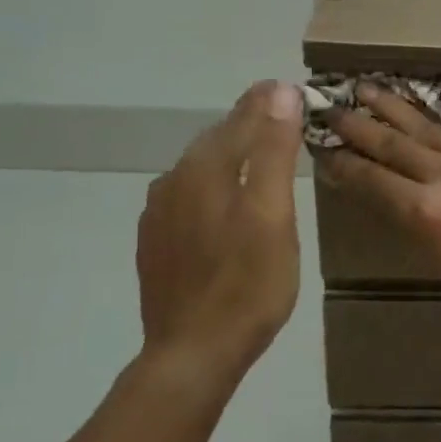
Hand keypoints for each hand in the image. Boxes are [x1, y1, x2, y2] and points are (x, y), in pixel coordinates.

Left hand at [135, 80, 304, 382]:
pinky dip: (211, 185)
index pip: (241, 118)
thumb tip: (280, 92)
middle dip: (248, 123)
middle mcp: (174, 180)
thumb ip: (273, 151)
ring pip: (199, 168)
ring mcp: (158, 213)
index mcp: (205, 168)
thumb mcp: (273, 214)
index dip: (267, 102)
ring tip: (255, 153)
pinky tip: (220, 199)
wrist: (192, 354)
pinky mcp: (154, 242)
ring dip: (228, 153)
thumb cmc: (247, 284)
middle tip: (277, 115)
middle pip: (217, 140)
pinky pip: (186, 196)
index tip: (285, 87)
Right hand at [322, 85, 440, 312]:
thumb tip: (386, 192)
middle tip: (332, 107)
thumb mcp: (440, 259)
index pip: (372, 179)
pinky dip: (435, 120)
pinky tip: (421, 108)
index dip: (344, 164)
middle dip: (357, 125)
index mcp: (425, 211)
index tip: (324, 148)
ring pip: (423, 125)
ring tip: (366, 88)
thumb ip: (411, 219)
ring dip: (390, 106)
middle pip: (390, 143)